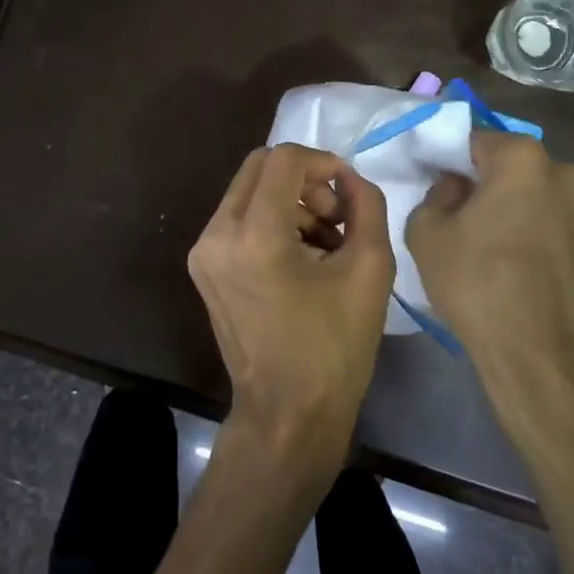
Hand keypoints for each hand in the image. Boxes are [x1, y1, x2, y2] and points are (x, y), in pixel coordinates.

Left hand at [189, 145, 394, 465]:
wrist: (287, 414)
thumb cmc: (334, 347)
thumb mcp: (370, 269)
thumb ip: (366, 205)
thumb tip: (349, 178)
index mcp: (254, 234)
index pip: (283, 159)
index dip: (322, 161)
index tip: (348, 189)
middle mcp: (217, 234)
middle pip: (259, 167)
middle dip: (303, 179)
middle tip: (336, 215)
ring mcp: (203, 251)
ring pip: (248, 191)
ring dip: (289, 201)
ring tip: (325, 243)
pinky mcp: (203, 267)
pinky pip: (238, 219)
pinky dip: (271, 221)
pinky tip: (301, 257)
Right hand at [407, 132, 573, 432]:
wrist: (542, 358)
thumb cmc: (477, 286)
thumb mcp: (425, 234)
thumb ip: (436, 193)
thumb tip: (458, 185)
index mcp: (523, 160)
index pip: (482, 141)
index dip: (461, 162)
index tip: (451, 187)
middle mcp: (573, 175)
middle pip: (526, 170)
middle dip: (505, 188)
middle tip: (484, 225)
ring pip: (559, 201)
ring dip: (541, 215)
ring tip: (522, 256)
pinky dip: (567, 245)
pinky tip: (550, 277)